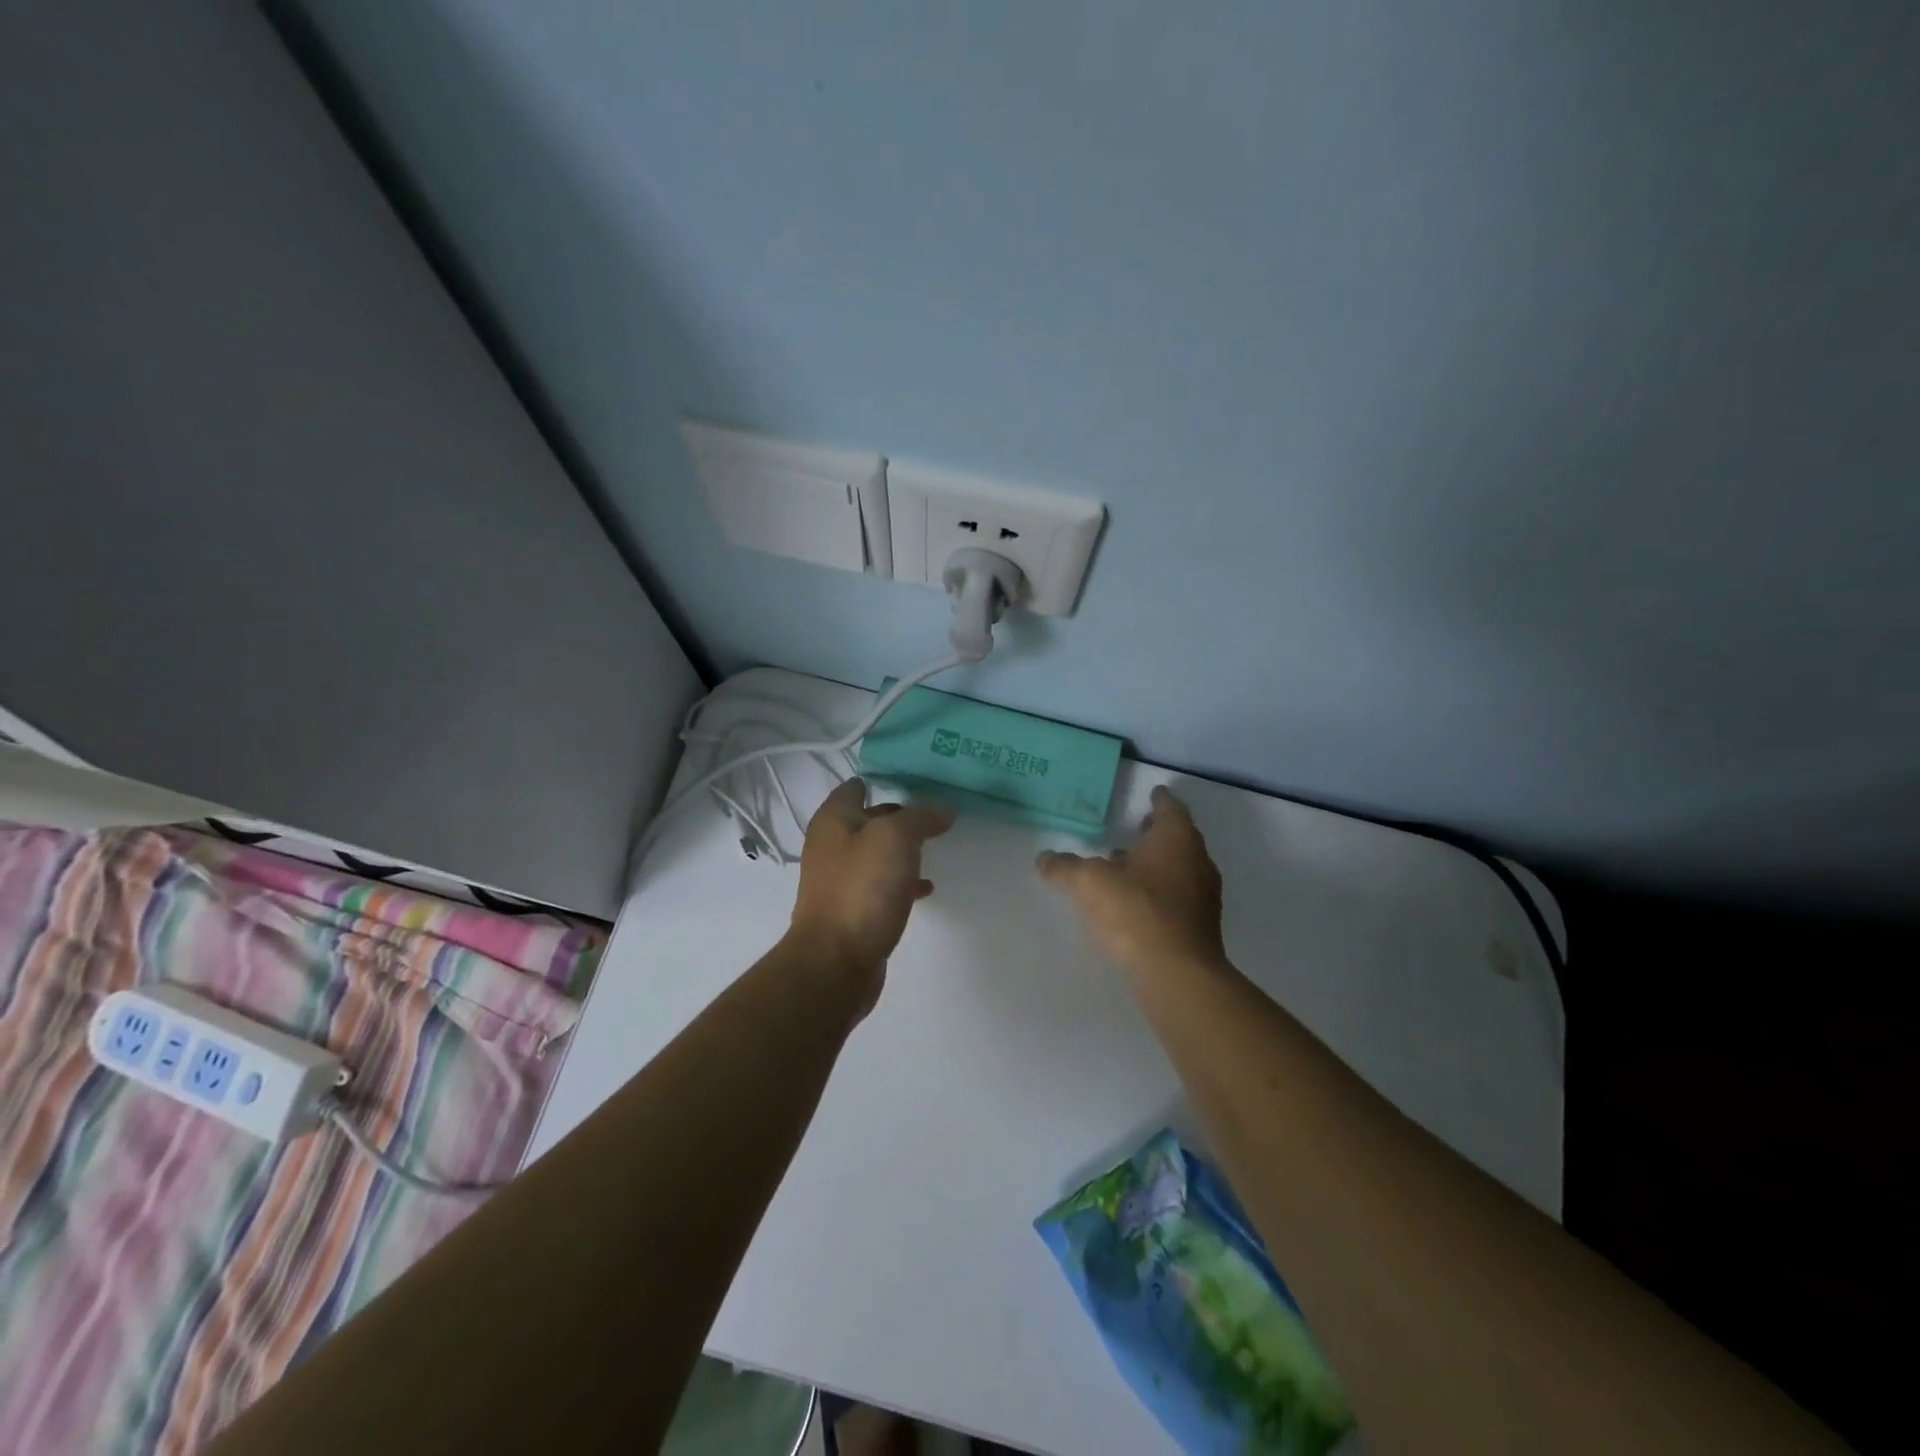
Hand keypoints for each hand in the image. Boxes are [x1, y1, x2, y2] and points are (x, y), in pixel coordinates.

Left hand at [789, 779, 953, 989]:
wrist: (835, 962)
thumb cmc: (862, 889)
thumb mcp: (896, 838)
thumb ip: (921, 817)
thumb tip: (942, 809)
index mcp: (833, 821)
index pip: (855, 787)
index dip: (883, 780)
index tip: (917, 780)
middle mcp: (830, 846)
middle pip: (867, 820)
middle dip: (898, 815)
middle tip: (934, 813)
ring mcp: (839, 881)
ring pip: (875, 854)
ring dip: (901, 850)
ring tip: (935, 846)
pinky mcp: (851, 911)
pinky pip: (879, 886)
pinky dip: (901, 882)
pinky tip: (925, 888)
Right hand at [1037, 785, 1227, 982]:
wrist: (1178, 973)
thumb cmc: (1136, 910)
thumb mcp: (1089, 882)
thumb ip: (1065, 867)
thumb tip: (1044, 859)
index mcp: (1176, 838)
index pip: (1170, 807)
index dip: (1159, 799)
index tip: (1152, 794)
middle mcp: (1197, 860)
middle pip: (1178, 837)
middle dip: (1156, 833)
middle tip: (1136, 828)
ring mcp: (1203, 895)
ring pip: (1180, 868)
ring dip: (1156, 864)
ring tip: (1126, 867)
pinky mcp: (1201, 926)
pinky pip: (1179, 897)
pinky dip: (1160, 892)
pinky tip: (1135, 903)